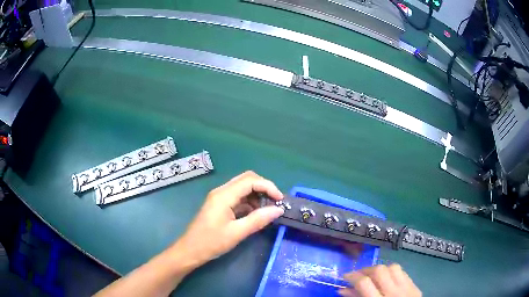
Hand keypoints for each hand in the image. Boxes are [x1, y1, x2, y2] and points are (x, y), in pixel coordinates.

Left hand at [171, 171, 283, 268]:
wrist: (190, 250)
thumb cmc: (211, 242)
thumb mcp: (237, 233)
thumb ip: (258, 219)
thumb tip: (279, 210)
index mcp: (224, 195)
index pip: (250, 181)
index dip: (268, 186)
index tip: (280, 200)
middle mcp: (221, 191)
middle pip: (247, 179)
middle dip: (264, 187)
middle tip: (275, 202)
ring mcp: (220, 197)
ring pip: (243, 187)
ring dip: (257, 195)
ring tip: (268, 210)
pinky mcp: (220, 205)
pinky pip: (238, 197)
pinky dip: (250, 202)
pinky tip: (256, 214)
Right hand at [339, 264, 421, 296]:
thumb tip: (342, 289)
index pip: (364, 283)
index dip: (352, 277)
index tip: (346, 276)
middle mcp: (394, 294)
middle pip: (380, 270)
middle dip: (366, 270)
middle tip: (359, 275)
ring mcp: (408, 289)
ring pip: (393, 267)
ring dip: (381, 270)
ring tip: (373, 276)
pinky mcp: (415, 287)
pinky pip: (403, 272)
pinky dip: (393, 273)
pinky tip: (387, 279)